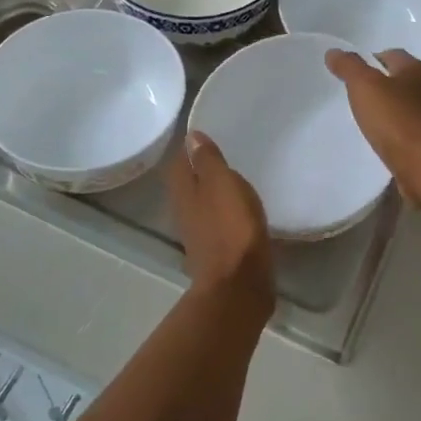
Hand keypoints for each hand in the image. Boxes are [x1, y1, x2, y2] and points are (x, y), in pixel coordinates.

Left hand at [169, 131, 272, 311]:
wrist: (239, 284)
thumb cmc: (231, 227)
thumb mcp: (222, 184)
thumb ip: (208, 161)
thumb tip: (191, 137)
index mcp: (184, 193)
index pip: (179, 163)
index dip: (190, 149)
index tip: (206, 136)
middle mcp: (185, 212)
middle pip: (188, 185)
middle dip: (201, 171)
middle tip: (222, 155)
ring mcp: (199, 235)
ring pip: (202, 206)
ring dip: (214, 194)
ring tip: (234, 181)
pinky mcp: (217, 252)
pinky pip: (218, 224)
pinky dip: (226, 215)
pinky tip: (241, 212)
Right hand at [324, 48, 420, 199]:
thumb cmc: (396, 120)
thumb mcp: (365, 86)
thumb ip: (349, 67)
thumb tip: (334, 52)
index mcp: (417, 69)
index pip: (391, 54)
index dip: (370, 60)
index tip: (350, 73)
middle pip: (400, 80)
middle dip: (379, 86)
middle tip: (354, 95)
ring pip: (404, 106)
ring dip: (387, 111)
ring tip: (364, 119)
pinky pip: (408, 131)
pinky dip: (394, 132)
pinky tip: (379, 141)